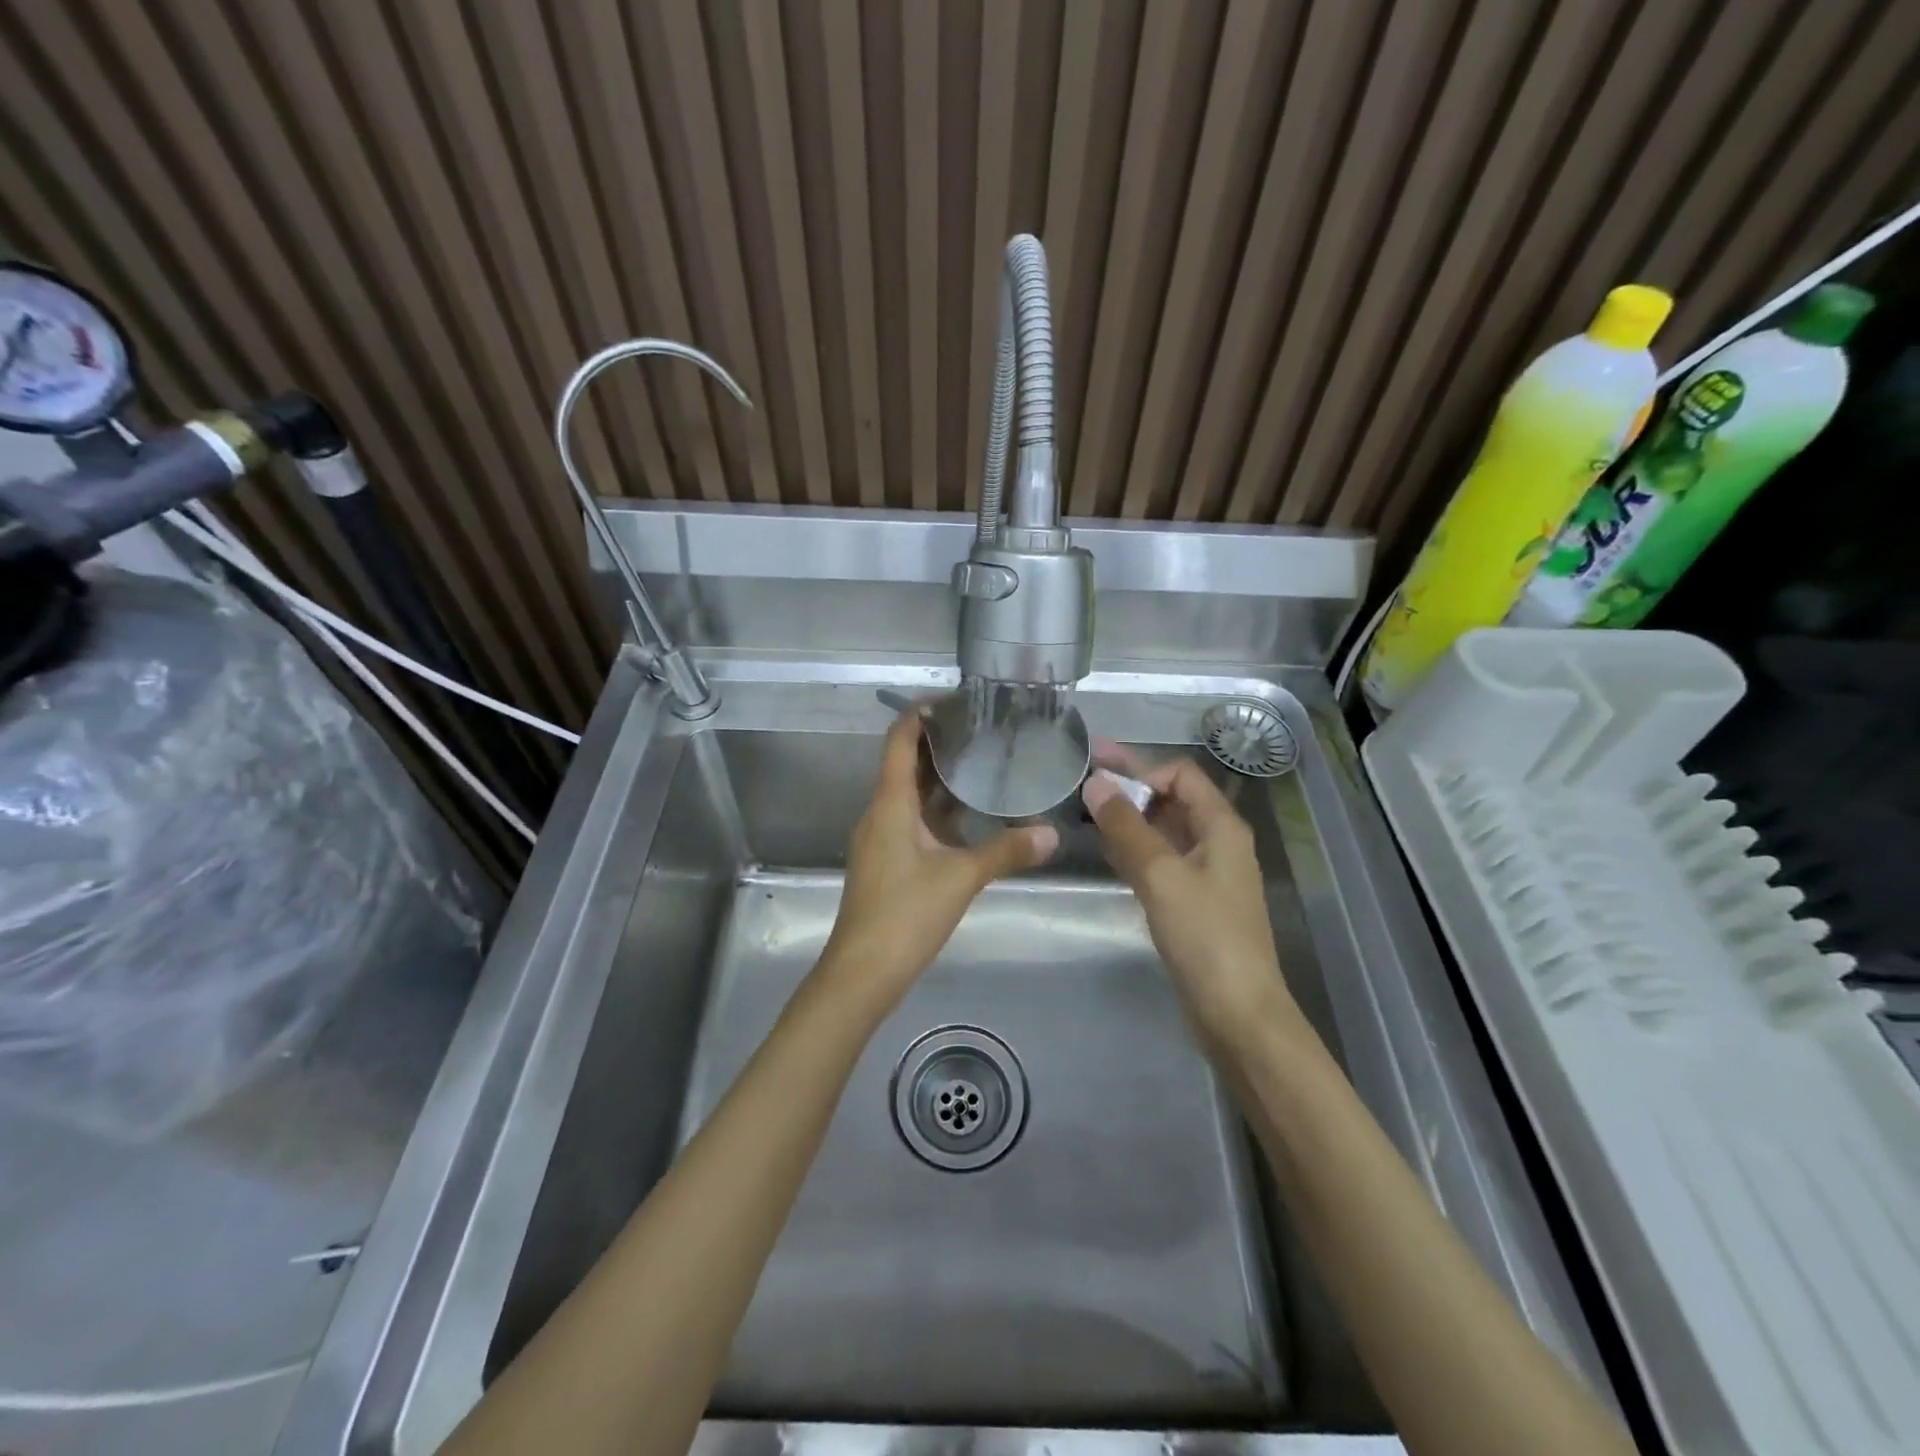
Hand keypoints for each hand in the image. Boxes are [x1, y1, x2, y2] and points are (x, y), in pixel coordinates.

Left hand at [818, 710, 1057, 1010]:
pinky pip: (913, 819)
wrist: (863, 972)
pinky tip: (970, 813)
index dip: (919, 715)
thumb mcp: (961, 878)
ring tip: (982, 762)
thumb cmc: (905, 914)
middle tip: (982, 729)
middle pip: (905, 764)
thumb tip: (1051, 834)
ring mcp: (882, 838)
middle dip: (939, 743)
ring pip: (910, 794)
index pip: (899, 741)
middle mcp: (881, 813)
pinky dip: (939, 808)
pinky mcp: (888, 860)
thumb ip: (1006, 852)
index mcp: (890, 804)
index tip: (954, 701)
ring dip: (940, 777)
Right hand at [1082, 748, 1297, 1046]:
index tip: (1102, 786)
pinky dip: (1134, 849)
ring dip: (1128, 818)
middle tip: (1082, 777)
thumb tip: (1096, 783)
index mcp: (1221, 826)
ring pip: (1162, 831)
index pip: (1180, 774)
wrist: (1237, 1013)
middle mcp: (1217, 842)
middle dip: (1129, 787)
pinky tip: (1107, 851)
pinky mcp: (1192, 902)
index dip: (1142, 771)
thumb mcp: (1162, 875)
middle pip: (1171, 799)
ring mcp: (1205, 874)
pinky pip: (1160, 860)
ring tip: (1085, 812)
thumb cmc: (1205, 937)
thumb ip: (1127, 827)